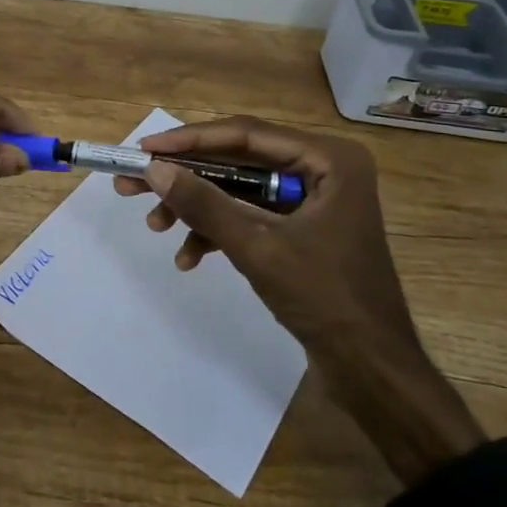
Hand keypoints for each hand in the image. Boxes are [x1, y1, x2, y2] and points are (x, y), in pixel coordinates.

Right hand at [115, 116, 484, 485]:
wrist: (372, 370)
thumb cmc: (324, 299)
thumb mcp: (256, 247)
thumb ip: (204, 204)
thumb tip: (154, 169)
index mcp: (328, 159)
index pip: (245, 135)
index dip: (190, 140)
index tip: (144, 148)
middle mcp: (322, 169)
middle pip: (238, 162)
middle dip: (186, 178)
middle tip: (134, 183)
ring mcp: (313, 201)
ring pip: (239, 191)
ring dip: (197, 209)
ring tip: (155, 226)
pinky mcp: (303, 230)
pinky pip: (251, 217)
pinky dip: (219, 233)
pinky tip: (188, 258)